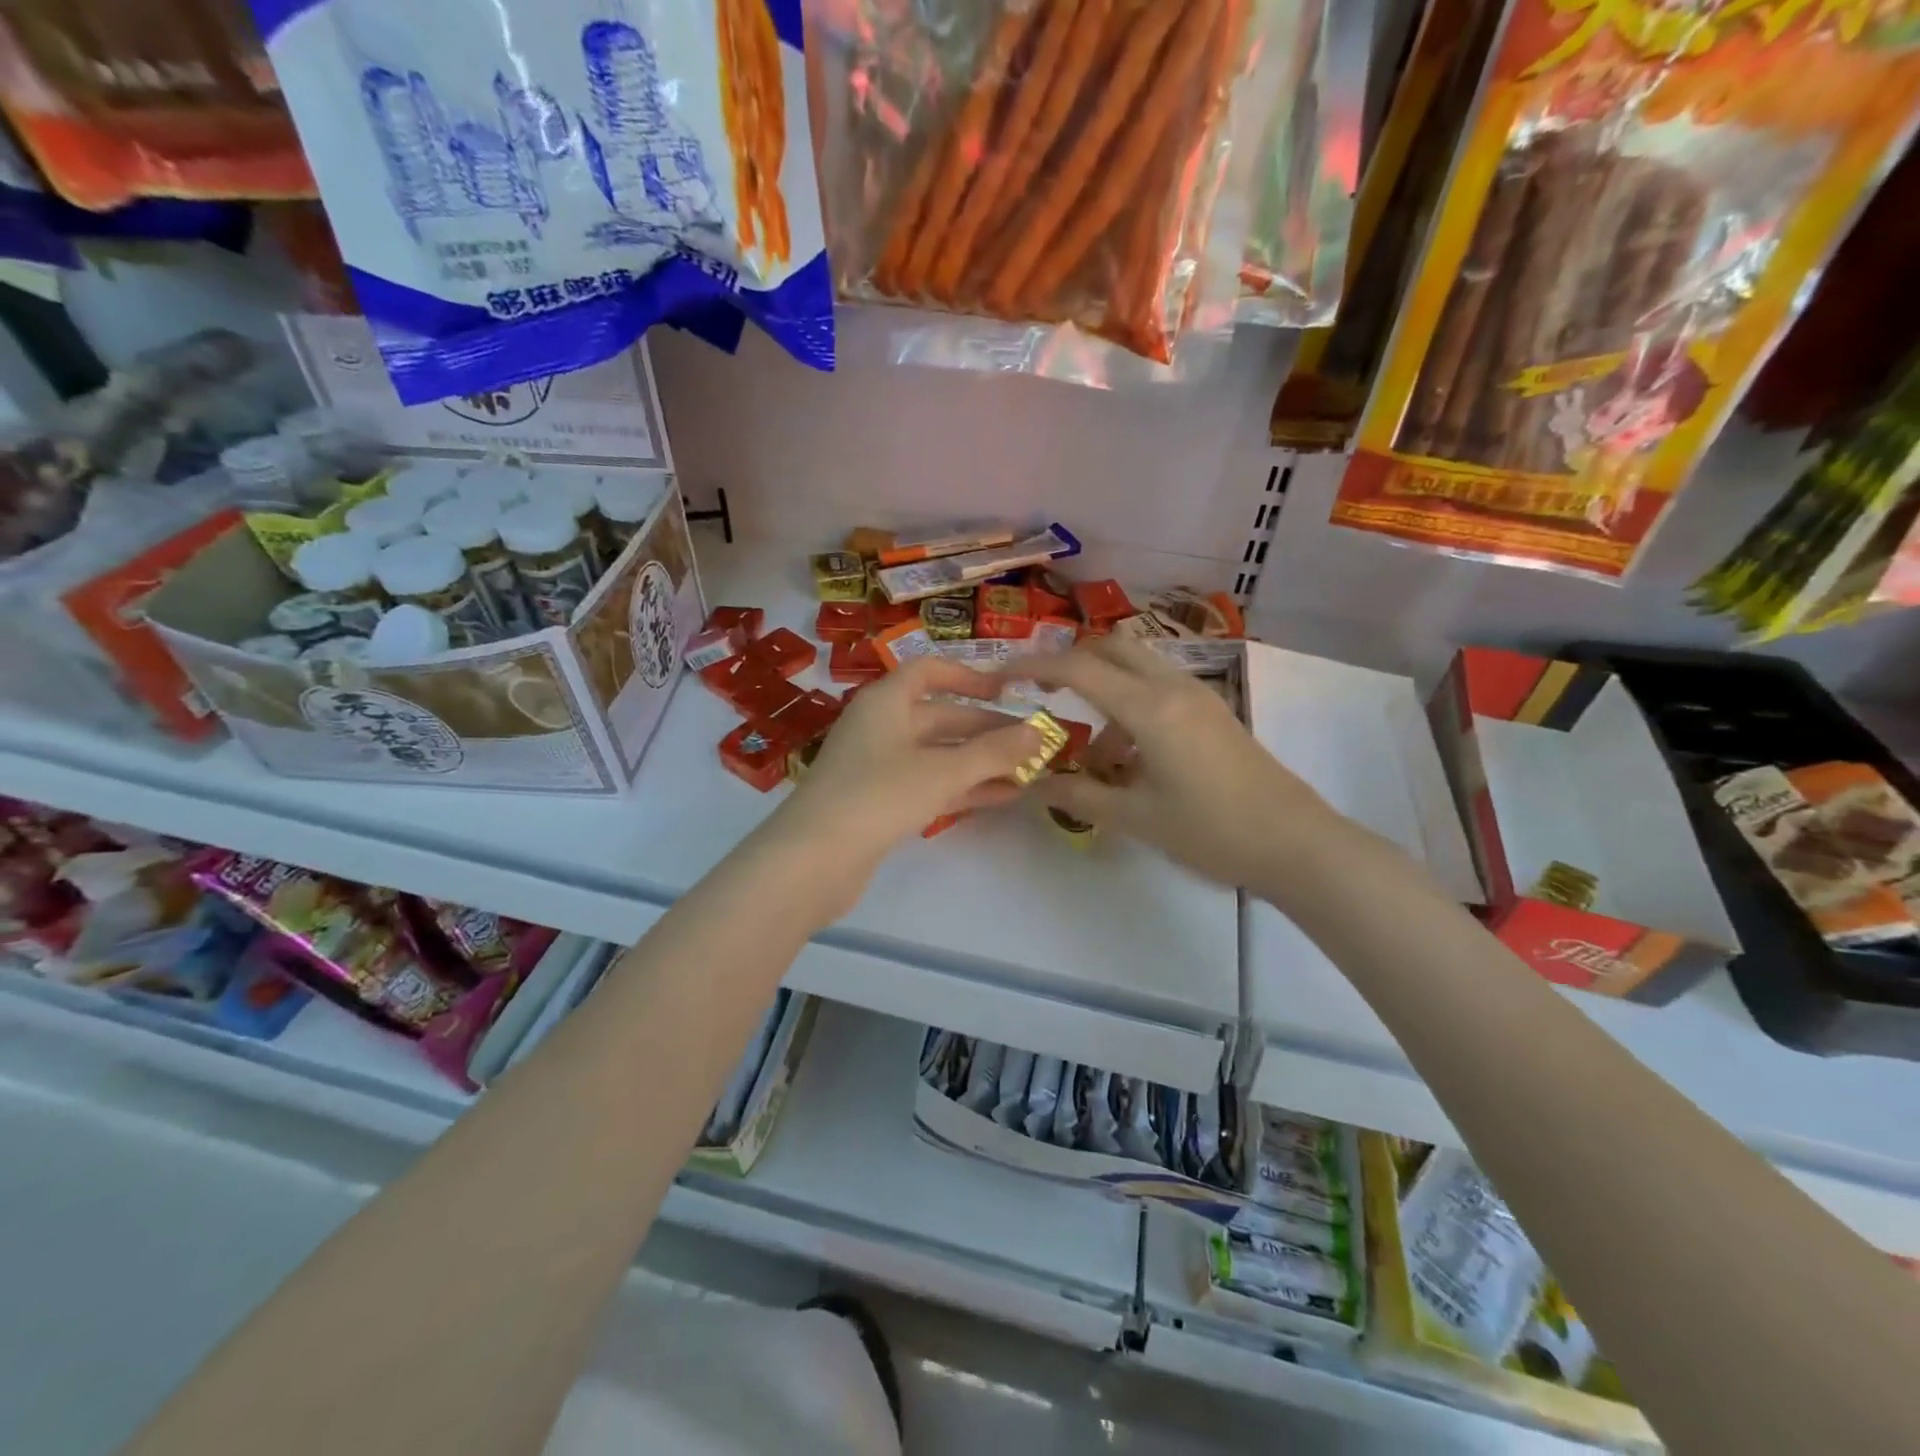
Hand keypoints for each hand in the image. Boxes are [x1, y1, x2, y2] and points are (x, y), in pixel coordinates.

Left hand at [763, 658, 1045, 902]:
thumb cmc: (878, 795)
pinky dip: (961, 788)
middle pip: (939, 717)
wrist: (814, 859)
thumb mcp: (942, 771)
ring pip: (937, 755)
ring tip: (1027, 771)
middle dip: (986, 729)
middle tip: (1032, 742)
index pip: (929, 671)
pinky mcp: (878, 804)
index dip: (968, 677)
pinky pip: (928, 785)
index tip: (1007, 693)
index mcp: (886, 702)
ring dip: (979, 762)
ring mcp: (877, 767)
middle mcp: (880, 727)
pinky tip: (1001, 797)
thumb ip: (993, 752)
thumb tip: (1038, 732)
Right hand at [1005, 636, 1340, 889]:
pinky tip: (1130, 761)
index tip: (1002, 677)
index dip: (1034, 667)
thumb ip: (1079, 795)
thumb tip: (1033, 784)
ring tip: (1094, 755)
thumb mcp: (1136, 817)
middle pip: (1110, 646)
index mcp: (1150, 708)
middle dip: (1070, 663)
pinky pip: (1157, 690)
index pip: (1078, 668)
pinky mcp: (1211, 712)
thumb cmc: (1212, 830)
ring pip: (1136, 667)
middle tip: (1043, 696)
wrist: (1295, 843)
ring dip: (1103, 691)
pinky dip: (1129, 707)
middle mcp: (1173, 687)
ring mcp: (1197, 696)